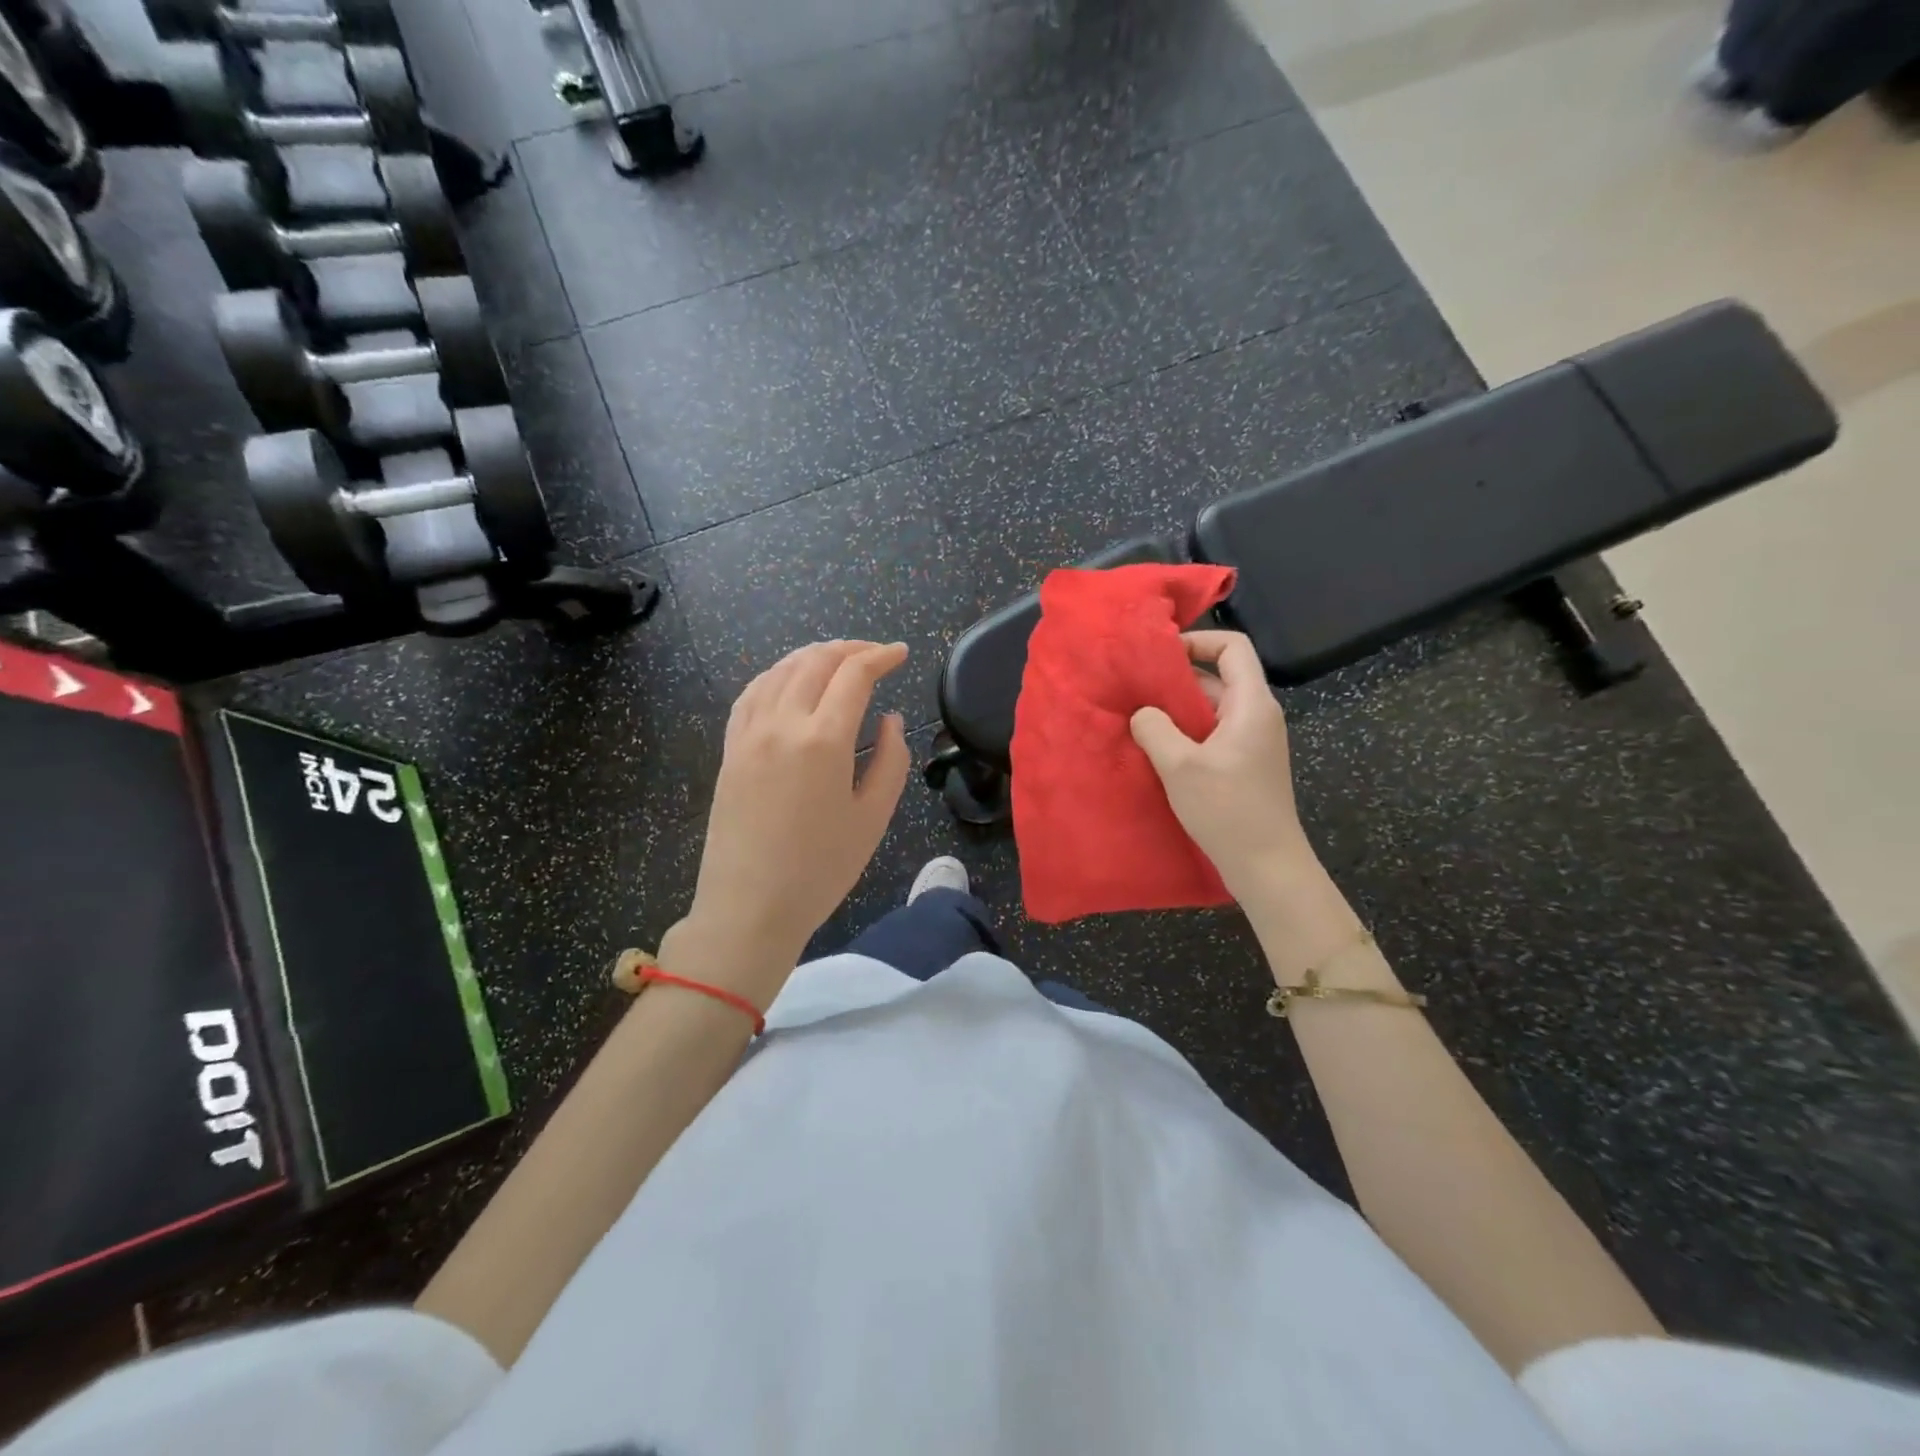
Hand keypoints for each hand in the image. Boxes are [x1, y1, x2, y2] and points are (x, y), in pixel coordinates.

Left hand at [669, 641, 909, 1002]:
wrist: (749, 908)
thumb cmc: (820, 870)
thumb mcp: (873, 818)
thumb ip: (891, 759)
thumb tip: (889, 719)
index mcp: (823, 740)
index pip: (854, 675)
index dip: (881, 656)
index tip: (901, 653)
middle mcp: (781, 723)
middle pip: (815, 662)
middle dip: (849, 649)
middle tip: (875, 654)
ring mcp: (749, 734)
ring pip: (780, 670)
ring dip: (813, 655)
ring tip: (837, 660)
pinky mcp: (730, 749)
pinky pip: (752, 694)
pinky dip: (777, 675)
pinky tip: (789, 681)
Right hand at [1129, 631, 1315, 903]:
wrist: (1266, 865)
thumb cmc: (1227, 810)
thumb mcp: (1180, 766)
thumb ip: (1155, 729)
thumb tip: (1143, 713)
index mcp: (1251, 704)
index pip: (1233, 647)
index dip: (1199, 640)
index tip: (1160, 654)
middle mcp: (1257, 715)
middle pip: (1220, 676)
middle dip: (1178, 677)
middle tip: (1137, 686)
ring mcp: (1254, 740)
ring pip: (1213, 706)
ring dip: (1178, 707)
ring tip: (1140, 716)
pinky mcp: (1245, 763)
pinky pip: (1213, 732)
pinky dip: (1187, 730)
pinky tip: (1158, 747)